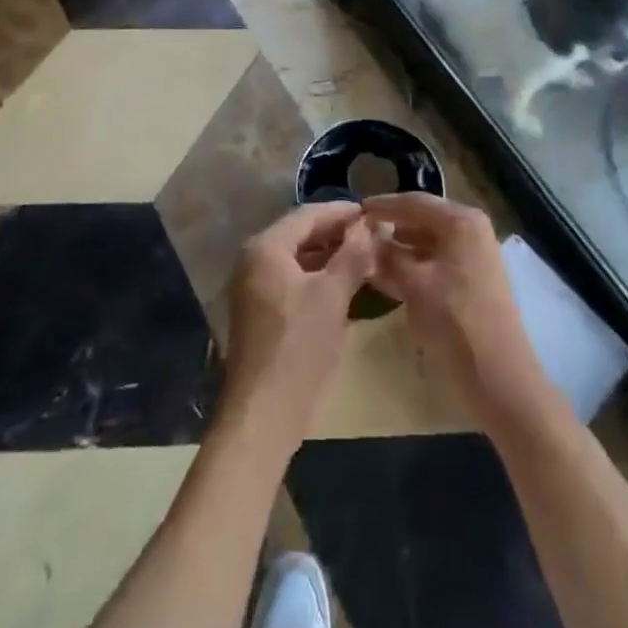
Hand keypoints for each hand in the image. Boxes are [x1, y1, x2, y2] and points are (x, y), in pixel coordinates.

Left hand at [216, 202, 375, 457]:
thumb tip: (368, 226)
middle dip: (337, 234)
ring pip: (298, 260)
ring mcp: (254, 288)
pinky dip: (318, 279)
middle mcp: (254, 261)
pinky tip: (345, 287)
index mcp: (266, 248)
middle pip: (301, 235)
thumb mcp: (332, 296)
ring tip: (365, 258)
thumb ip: (352, 255)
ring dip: (330, 257)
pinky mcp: (261, 313)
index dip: (342, 212)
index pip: (308, 215)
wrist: (263, 414)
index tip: (372, 213)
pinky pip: (293, 281)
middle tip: (372, 235)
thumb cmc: (299, 346)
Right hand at [362, 193, 559, 432]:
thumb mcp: (413, 285)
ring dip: (401, 247)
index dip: (382, 206)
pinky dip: (415, 263)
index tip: (355, 210)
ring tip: (369, 254)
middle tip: (359, 233)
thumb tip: (364, 238)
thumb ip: (387, 256)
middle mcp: (472, 229)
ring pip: (430, 241)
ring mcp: (476, 254)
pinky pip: (438, 260)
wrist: (499, 377)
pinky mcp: (475, 278)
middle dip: (391, 226)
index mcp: (461, 221)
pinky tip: (391, 276)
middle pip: (423, 218)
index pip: (414, 202)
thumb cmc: (455, 322)